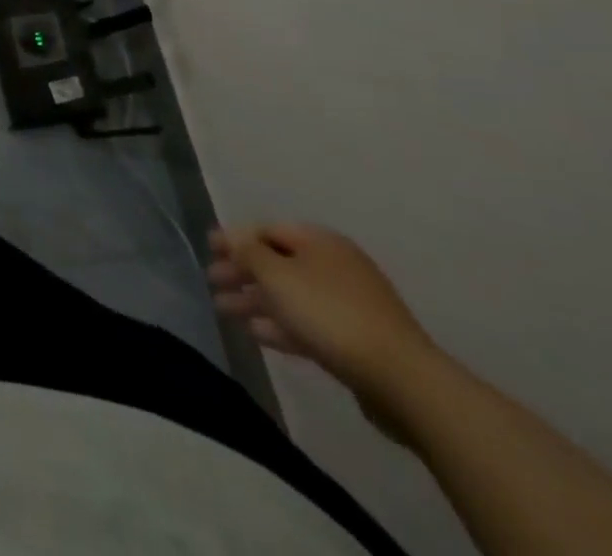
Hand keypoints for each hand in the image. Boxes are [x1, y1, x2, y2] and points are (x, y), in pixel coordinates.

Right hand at [208, 223, 441, 419]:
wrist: (403, 381)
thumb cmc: (329, 313)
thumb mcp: (276, 274)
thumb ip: (246, 251)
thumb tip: (231, 237)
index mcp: (320, 242)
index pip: (266, 230)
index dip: (234, 238)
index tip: (208, 249)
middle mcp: (335, 266)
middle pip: (278, 263)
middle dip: (242, 272)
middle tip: (213, 282)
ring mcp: (350, 304)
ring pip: (291, 296)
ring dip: (256, 301)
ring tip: (225, 311)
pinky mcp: (357, 340)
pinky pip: (309, 323)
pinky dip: (281, 325)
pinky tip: (258, 334)